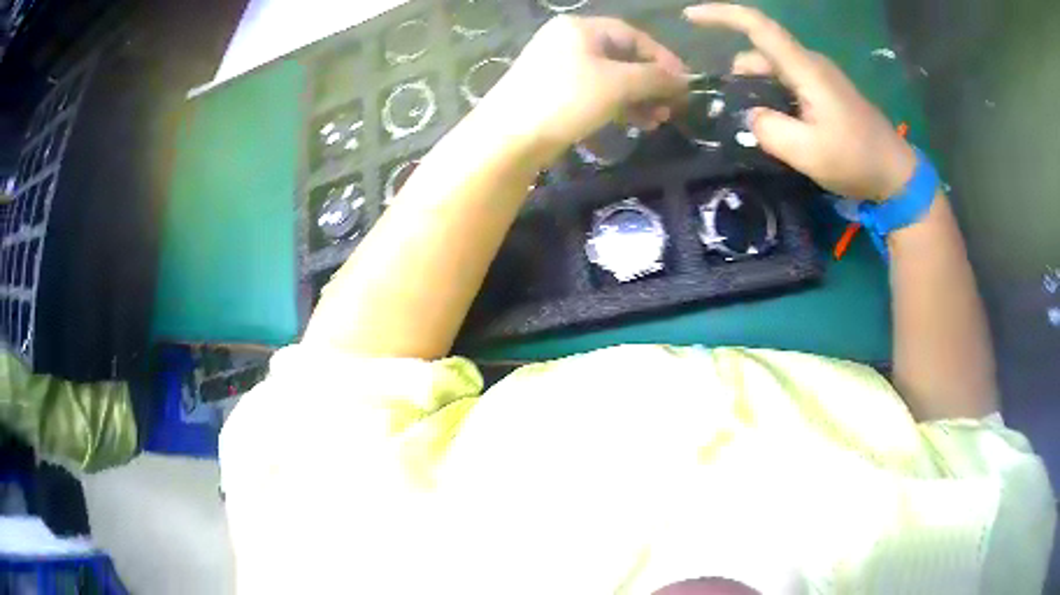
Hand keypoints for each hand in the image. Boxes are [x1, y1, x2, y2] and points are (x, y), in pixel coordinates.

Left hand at [484, 16, 687, 158]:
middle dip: (651, 82)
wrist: (509, 137)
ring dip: (639, 98)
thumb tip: (684, 80)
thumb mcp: (617, 84)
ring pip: (611, 78)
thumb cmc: (565, 99)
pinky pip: (596, 93)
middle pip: (623, 57)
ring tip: (659, 120)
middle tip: (673, 106)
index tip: (684, 82)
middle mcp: (569, 42)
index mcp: (580, 28)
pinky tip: (637, 123)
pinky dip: (618, 106)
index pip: (632, 35)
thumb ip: (654, 78)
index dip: (662, 58)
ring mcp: (560, 68)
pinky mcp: (555, 93)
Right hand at [685, 4, 915, 199]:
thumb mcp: (809, 153)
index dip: (721, 15)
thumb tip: (749, 116)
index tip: (690, 17)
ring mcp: (819, 77)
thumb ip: (770, 130)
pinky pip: (787, 83)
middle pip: (760, 52)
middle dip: (739, 77)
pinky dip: (773, 98)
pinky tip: (779, 128)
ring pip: (773, 70)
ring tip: (761, 130)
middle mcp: (810, 64)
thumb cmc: (857, 160)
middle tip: (736, 119)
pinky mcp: (825, 92)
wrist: (896, 174)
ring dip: (757, 92)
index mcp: (806, 69)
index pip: (758, 27)